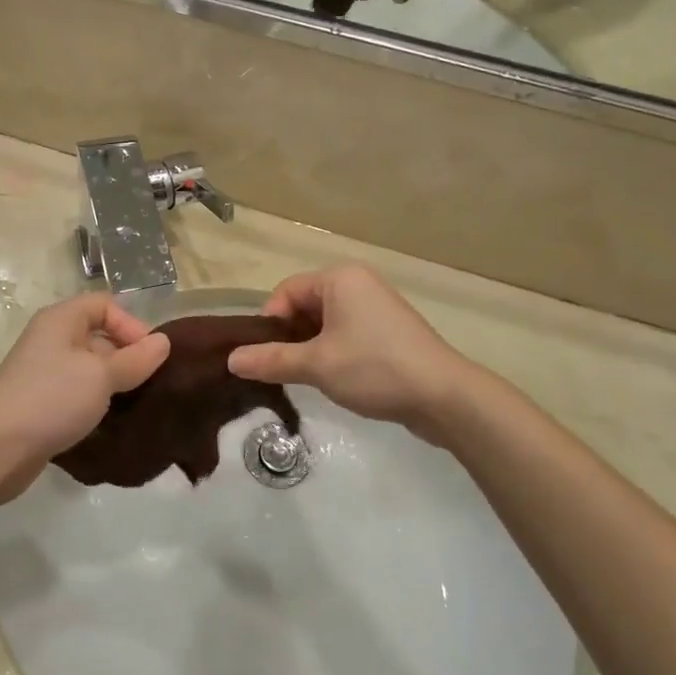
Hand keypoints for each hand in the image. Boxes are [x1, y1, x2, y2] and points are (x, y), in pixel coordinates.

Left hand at [0, 294, 169, 502]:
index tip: (150, 356)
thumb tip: (164, 342)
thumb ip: (135, 359)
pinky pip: (77, 393)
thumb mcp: (101, 376)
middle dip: (127, 356)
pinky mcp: (42, 403)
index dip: (131, 324)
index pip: (105, 305)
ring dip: (114, 383)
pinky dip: (96, 402)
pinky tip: (113, 421)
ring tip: (138, 403)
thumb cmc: (51, 399)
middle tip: (151, 383)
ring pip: (89, 368)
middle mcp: (51, 339)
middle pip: (98, 335)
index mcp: (61, 320)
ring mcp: (44, 372)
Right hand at [227, 263, 475, 438]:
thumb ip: (271, 360)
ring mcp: (377, 307)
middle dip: (289, 337)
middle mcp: (358, 283)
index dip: (269, 323)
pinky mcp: (389, 331)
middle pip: (305, 305)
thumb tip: (231, 360)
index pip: (286, 292)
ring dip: (310, 348)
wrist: (444, 396)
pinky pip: (347, 333)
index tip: (265, 357)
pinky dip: (333, 352)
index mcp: (339, 278)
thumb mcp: (316, 365)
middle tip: (281, 370)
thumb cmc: (375, 368)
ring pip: (326, 323)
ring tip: (306, 378)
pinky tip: (334, 379)